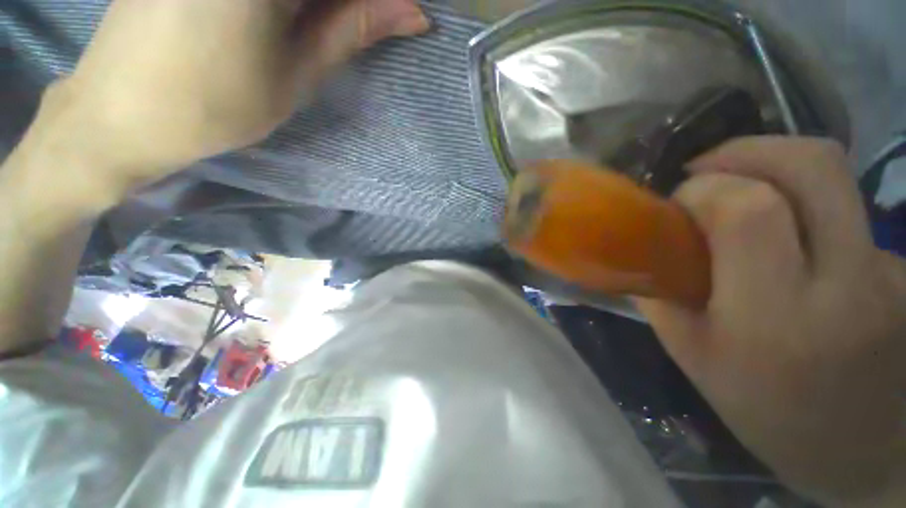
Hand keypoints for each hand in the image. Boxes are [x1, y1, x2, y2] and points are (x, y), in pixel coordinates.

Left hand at [38, 0, 428, 190]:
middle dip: (343, 7)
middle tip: (358, 26)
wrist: (118, 113)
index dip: (377, 2)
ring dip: (317, 7)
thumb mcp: (297, 73)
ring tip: (311, 31)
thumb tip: (413, 12)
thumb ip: (353, 30)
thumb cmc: (214, 104)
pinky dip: (292, 6)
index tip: (400, 17)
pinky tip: (285, 22)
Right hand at [637, 137, 905, 505]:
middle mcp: (847, 283)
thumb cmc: (768, 412)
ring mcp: (886, 270)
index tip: (678, 203)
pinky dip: (804, 212)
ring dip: (772, 174)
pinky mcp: (899, 265)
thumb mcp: (694, 358)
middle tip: (706, 170)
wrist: (861, 450)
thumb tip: (644, 251)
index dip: (705, 189)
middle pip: (812, 164)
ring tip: (741, 201)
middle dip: (745, 151)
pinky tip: (792, 248)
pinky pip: (843, 211)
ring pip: (832, 178)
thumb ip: (664, 296)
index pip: (749, 211)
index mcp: (777, 319)